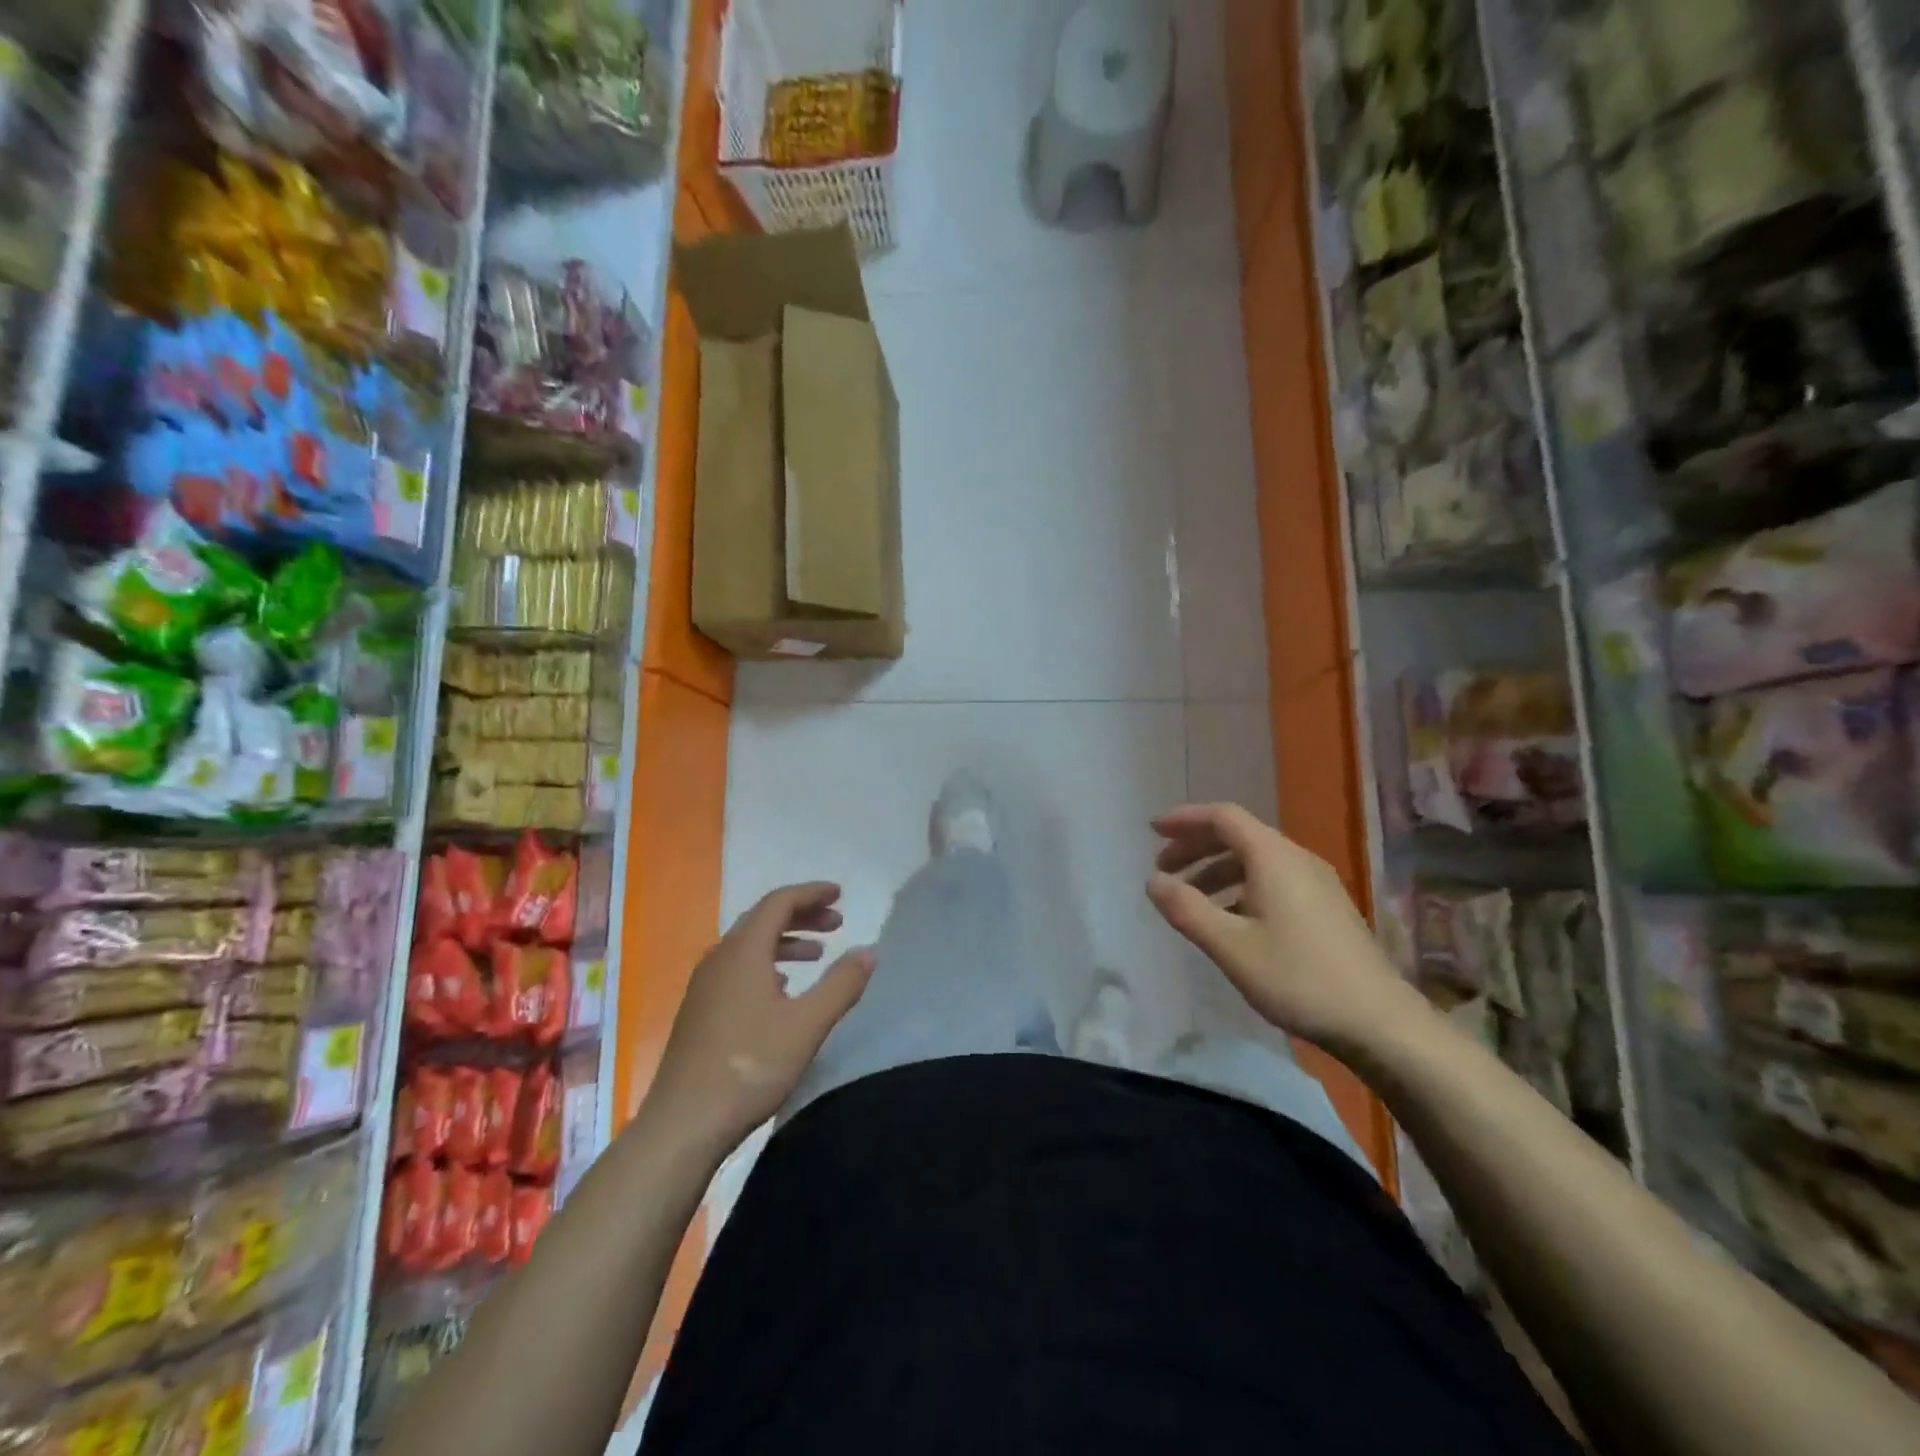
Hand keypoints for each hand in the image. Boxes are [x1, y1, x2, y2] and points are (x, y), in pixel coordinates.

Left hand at [643, 883, 875, 1157]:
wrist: (683, 1124)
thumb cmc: (750, 1066)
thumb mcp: (807, 1024)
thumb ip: (841, 984)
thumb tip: (868, 951)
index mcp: (743, 951)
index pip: (778, 902)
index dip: (811, 894)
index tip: (839, 894)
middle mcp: (719, 958)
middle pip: (763, 919)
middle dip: (802, 915)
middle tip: (836, 923)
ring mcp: (704, 986)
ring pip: (749, 946)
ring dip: (785, 942)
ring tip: (817, 954)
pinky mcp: (699, 1011)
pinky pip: (737, 969)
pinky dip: (766, 965)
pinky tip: (782, 989)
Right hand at [1145, 803, 1428, 1057]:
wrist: (1380, 1022)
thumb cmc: (1298, 978)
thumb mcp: (1230, 946)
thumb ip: (1187, 909)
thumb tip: (1153, 881)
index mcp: (1273, 857)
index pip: (1223, 817)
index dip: (1185, 819)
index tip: (1153, 831)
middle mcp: (1297, 859)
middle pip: (1239, 835)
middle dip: (1196, 847)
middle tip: (1164, 869)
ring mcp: (1317, 883)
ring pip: (1256, 860)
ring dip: (1217, 870)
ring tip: (1191, 899)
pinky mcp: (1326, 907)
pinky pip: (1273, 879)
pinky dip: (1241, 887)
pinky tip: (1230, 920)